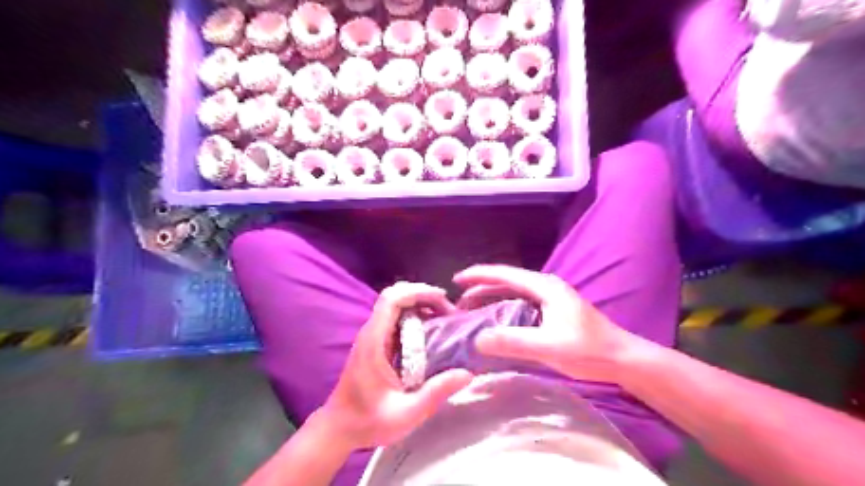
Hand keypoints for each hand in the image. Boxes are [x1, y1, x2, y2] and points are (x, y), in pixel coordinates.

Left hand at [323, 282, 472, 451]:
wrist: (338, 429)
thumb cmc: (368, 422)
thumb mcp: (406, 413)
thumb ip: (435, 393)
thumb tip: (467, 373)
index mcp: (374, 341)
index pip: (392, 299)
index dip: (418, 292)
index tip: (444, 301)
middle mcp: (372, 332)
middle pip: (396, 295)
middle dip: (424, 296)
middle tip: (450, 312)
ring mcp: (373, 336)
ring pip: (397, 305)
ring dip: (422, 305)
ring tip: (446, 319)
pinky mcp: (377, 343)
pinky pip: (397, 319)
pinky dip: (417, 317)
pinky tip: (433, 332)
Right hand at [455, 264, 643, 384]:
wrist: (622, 359)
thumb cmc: (588, 351)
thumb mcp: (549, 347)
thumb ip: (513, 341)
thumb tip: (478, 338)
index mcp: (544, 287)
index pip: (504, 274)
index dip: (478, 275)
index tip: (456, 280)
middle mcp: (545, 287)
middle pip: (506, 281)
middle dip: (481, 288)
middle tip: (458, 302)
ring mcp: (550, 298)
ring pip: (512, 292)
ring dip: (491, 298)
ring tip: (470, 309)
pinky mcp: (552, 310)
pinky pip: (520, 303)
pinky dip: (502, 308)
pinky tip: (495, 320)